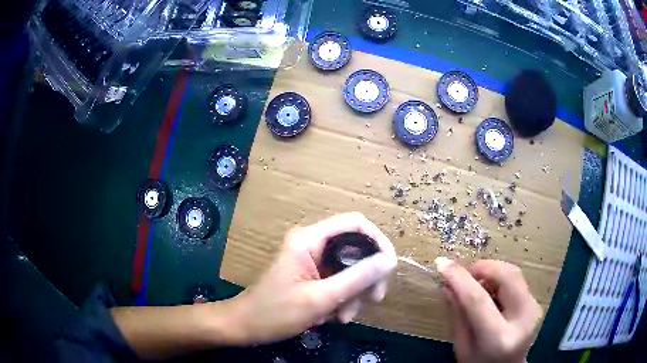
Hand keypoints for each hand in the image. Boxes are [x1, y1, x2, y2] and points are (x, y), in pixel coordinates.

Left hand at [233, 212, 396, 344]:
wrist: (244, 326)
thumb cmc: (275, 312)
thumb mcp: (320, 298)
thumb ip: (357, 278)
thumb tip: (390, 260)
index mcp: (309, 239)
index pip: (355, 223)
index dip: (378, 240)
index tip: (389, 267)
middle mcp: (312, 244)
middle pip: (355, 248)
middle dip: (366, 276)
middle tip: (372, 300)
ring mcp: (311, 260)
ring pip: (349, 268)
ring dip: (353, 293)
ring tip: (343, 318)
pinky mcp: (311, 275)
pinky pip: (338, 281)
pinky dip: (342, 299)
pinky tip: (333, 317)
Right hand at [436, 258, 542, 362]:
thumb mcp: (462, 346)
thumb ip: (458, 314)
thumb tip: (446, 284)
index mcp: (498, 339)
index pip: (478, 301)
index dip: (460, 279)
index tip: (442, 264)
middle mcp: (523, 320)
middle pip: (507, 277)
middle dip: (483, 268)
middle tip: (465, 274)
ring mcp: (534, 309)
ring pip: (514, 274)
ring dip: (491, 273)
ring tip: (476, 286)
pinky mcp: (537, 303)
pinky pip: (517, 281)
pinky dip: (500, 280)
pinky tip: (490, 293)